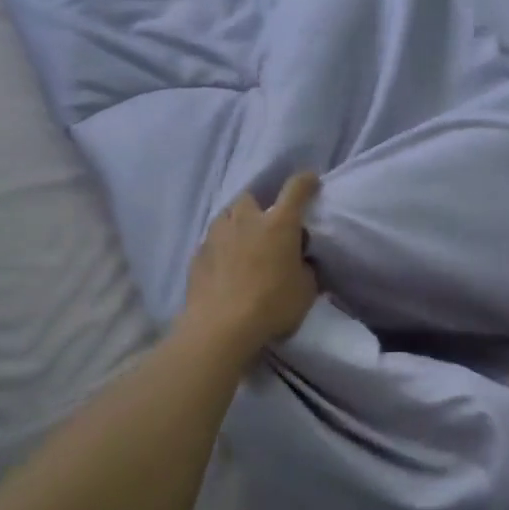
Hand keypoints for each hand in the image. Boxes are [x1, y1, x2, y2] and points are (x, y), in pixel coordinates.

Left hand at [178, 173, 320, 362]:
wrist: (221, 328)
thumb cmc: (272, 305)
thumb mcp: (306, 290)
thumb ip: (305, 269)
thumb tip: (300, 262)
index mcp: (279, 224)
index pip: (296, 190)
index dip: (305, 182)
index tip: (310, 181)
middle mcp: (246, 221)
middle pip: (250, 198)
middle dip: (259, 206)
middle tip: (267, 225)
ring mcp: (217, 235)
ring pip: (226, 216)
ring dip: (236, 223)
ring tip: (242, 243)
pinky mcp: (197, 255)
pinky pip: (211, 242)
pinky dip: (220, 248)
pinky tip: (224, 266)